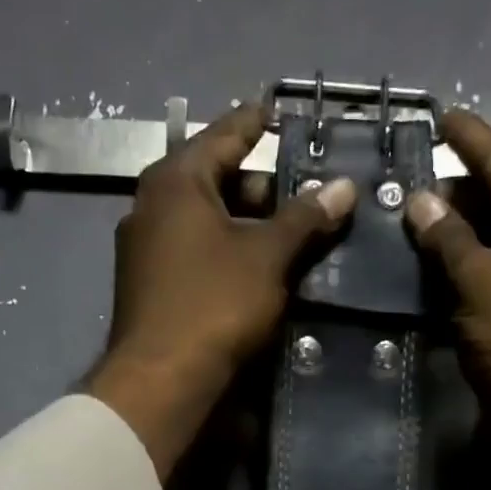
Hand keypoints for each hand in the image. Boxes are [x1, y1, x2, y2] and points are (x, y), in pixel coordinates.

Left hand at [87, 104, 355, 477]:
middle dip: (260, 186)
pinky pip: (195, 253)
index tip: (278, 110)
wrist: (160, 380)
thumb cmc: (214, 304)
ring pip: (205, 222)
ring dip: (246, 225)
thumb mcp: (267, 257)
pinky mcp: (149, 287)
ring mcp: (145, 249)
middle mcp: (151, 206)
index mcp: (175, 181)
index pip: (223, 135)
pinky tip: (256, 271)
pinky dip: (226, 252)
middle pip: (214, 180)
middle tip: (303, 193)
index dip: (255, 122)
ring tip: (289, 235)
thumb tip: (345, 186)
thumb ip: (305, 219)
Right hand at [404, 111, 490, 489]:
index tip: (434, 112)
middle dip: (450, 190)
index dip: (469, 137)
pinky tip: (419, 268)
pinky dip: (456, 271)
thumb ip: (450, 239)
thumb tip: (420, 200)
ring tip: (398, 219)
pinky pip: (485, 276)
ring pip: (488, 240)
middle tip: (398, 178)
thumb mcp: (485, 285)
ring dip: (448, 234)